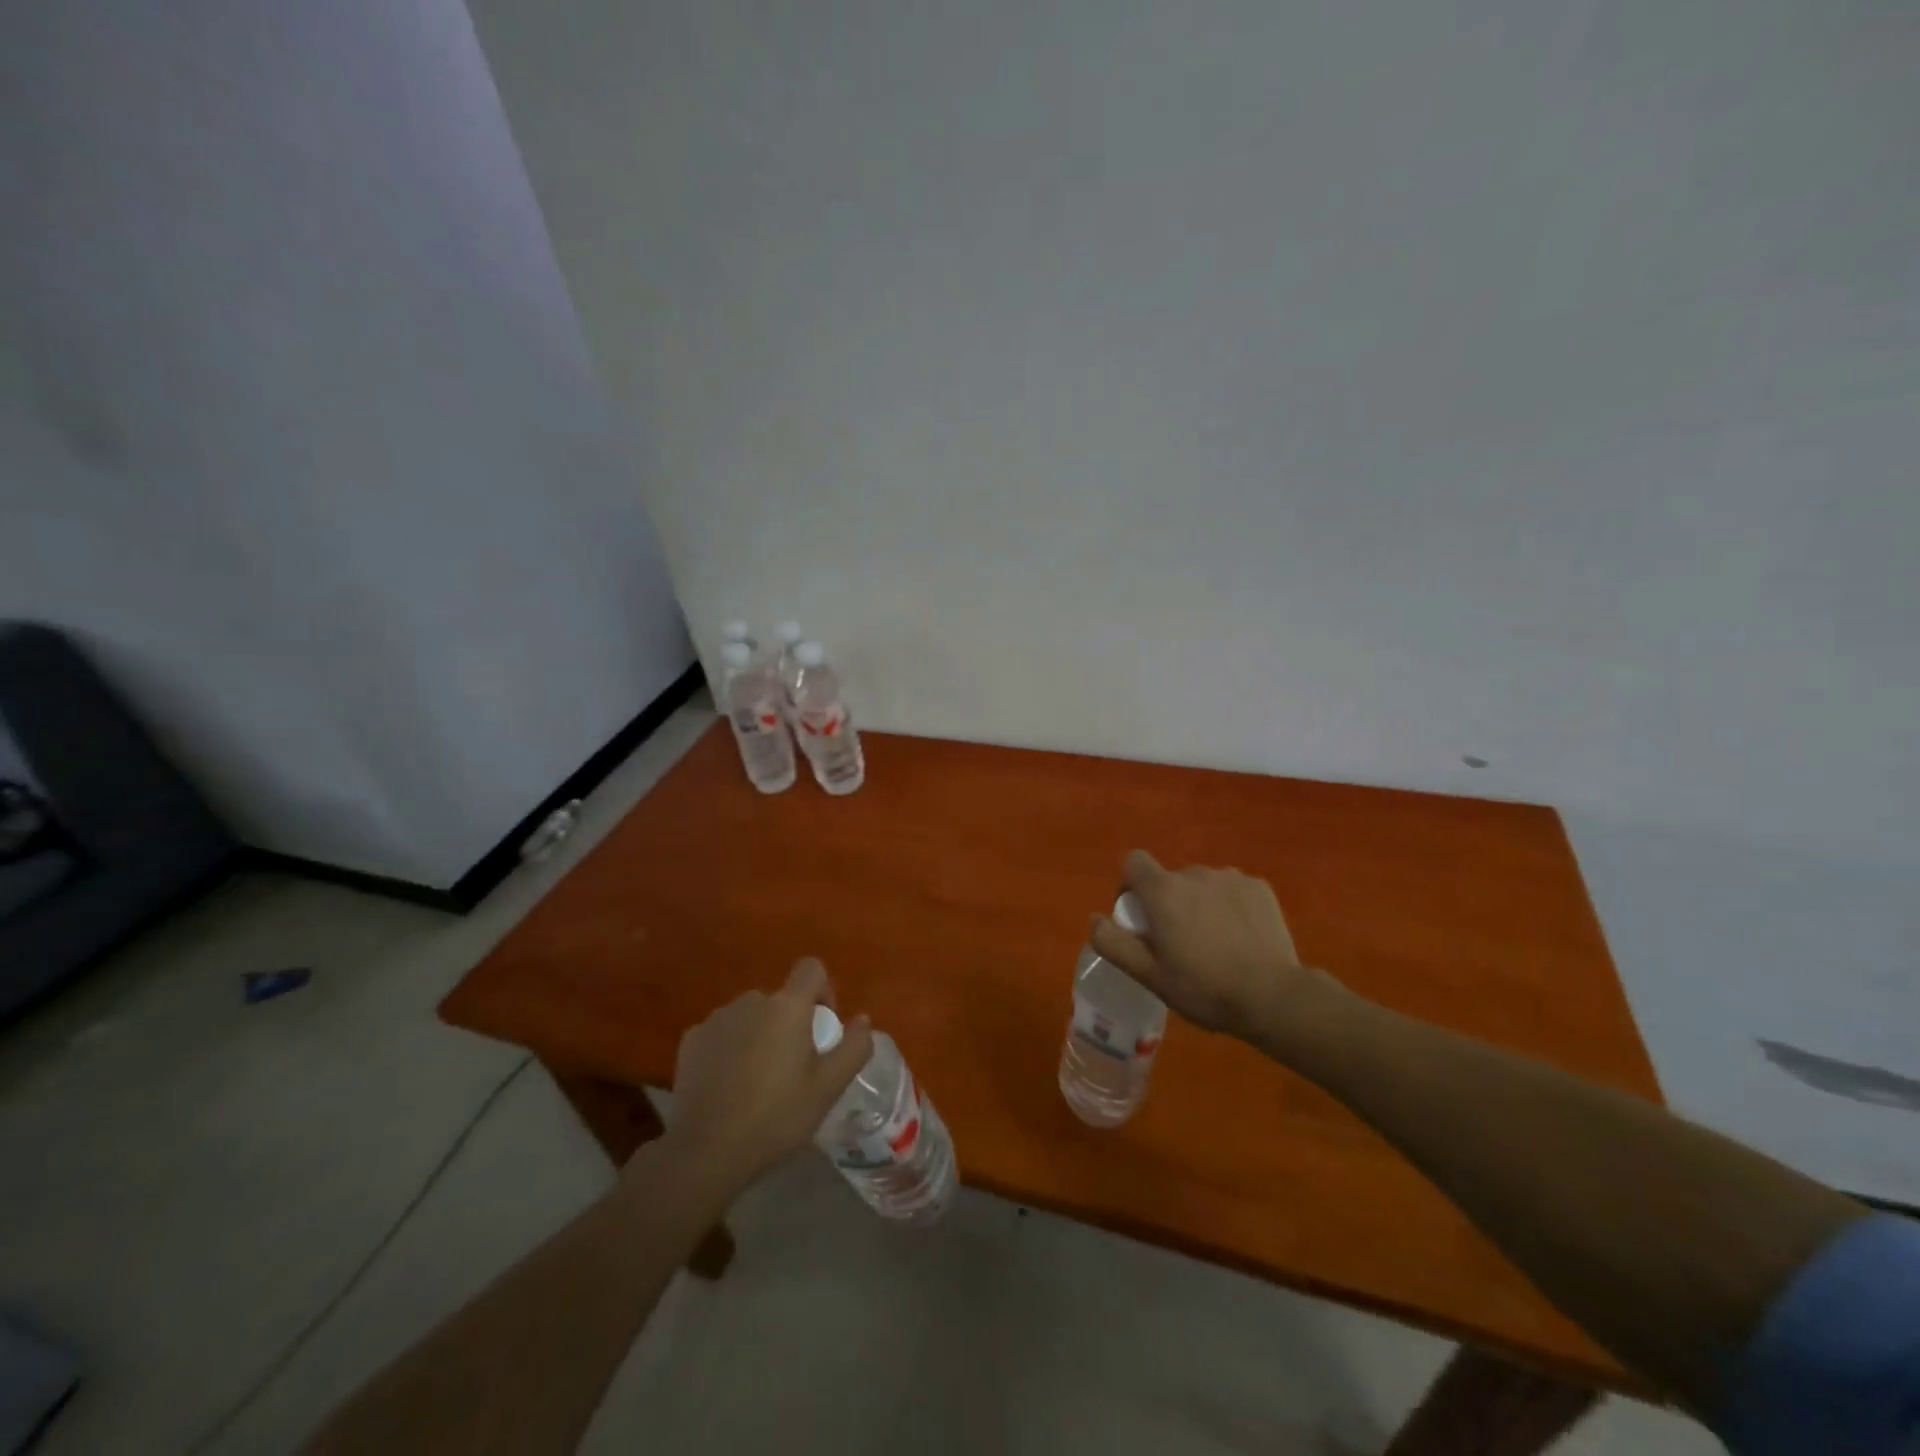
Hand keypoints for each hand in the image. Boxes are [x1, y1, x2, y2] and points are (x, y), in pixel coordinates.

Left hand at [661, 958, 873, 1194]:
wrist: (705, 1152)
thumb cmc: (776, 1117)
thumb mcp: (828, 1088)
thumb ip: (854, 1047)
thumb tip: (862, 1020)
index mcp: (787, 1006)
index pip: (811, 968)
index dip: (823, 991)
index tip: (823, 1028)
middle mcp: (751, 1001)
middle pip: (780, 999)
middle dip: (790, 1023)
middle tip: (793, 1067)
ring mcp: (717, 1018)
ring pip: (750, 1016)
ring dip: (760, 1034)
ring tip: (759, 1080)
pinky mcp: (691, 1040)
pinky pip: (723, 1032)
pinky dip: (731, 1048)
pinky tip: (729, 1085)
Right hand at [1089, 850, 1343, 1048]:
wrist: (1273, 997)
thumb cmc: (1203, 987)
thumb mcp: (1149, 975)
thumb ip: (1114, 943)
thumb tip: (1094, 919)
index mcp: (1163, 891)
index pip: (1133, 861)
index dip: (1130, 885)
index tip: (1139, 917)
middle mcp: (1195, 873)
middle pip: (1170, 879)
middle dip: (1169, 903)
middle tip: (1180, 943)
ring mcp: (1231, 877)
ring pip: (1203, 885)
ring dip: (1201, 904)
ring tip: (1215, 943)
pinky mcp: (1260, 887)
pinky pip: (1233, 890)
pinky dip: (1231, 907)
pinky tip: (1242, 938)